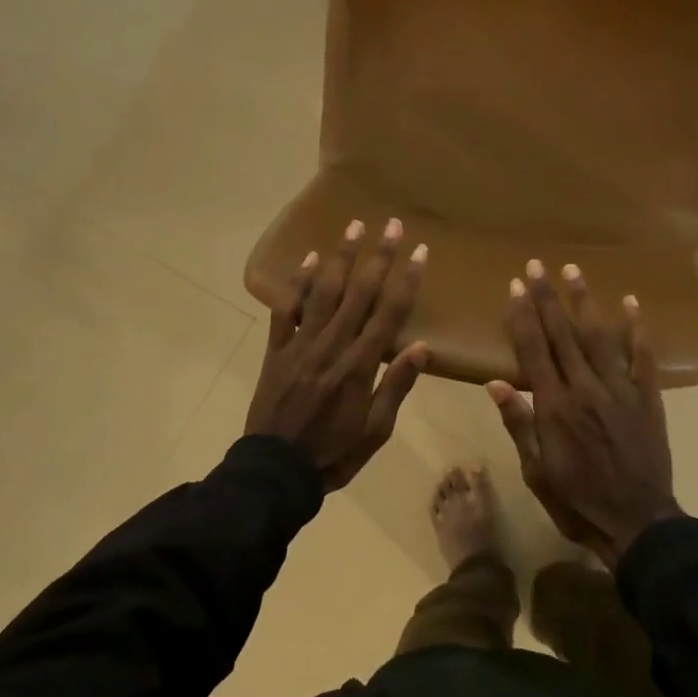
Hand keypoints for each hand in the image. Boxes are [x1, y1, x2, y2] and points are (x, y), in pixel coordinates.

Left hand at [246, 217, 429, 490]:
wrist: (275, 472)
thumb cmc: (334, 454)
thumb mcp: (375, 431)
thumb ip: (396, 386)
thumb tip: (422, 347)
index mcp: (360, 367)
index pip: (389, 314)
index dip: (406, 280)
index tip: (420, 251)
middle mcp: (332, 346)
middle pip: (359, 293)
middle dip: (379, 256)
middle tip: (393, 225)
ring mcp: (301, 345)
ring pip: (324, 292)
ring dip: (341, 257)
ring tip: (354, 226)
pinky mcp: (277, 350)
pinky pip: (287, 310)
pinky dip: (298, 283)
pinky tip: (311, 258)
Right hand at [487, 261, 680, 567]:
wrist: (638, 523)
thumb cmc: (578, 501)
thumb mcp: (536, 471)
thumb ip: (519, 424)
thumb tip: (495, 383)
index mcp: (555, 406)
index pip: (534, 350)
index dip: (523, 316)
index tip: (515, 286)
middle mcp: (586, 388)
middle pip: (563, 334)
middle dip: (548, 298)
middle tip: (537, 265)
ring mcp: (620, 390)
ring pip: (600, 337)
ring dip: (585, 302)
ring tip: (574, 270)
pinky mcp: (647, 398)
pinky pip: (642, 357)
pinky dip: (637, 329)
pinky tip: (631, 303)